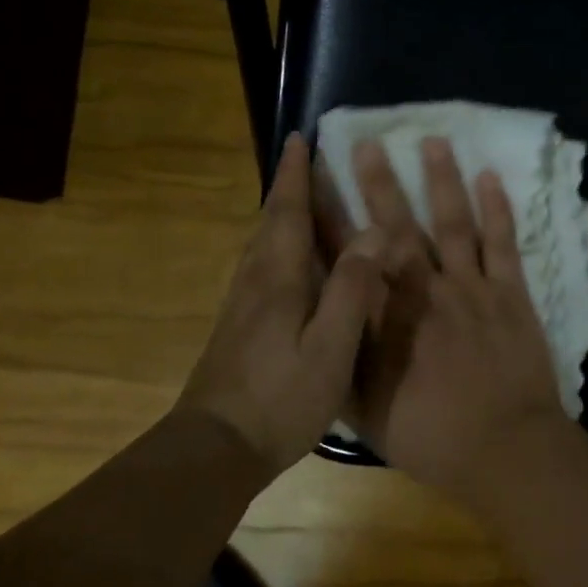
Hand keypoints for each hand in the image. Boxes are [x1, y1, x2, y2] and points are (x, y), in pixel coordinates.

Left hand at [175, 133, 387, 475]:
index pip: (286, 212)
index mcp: (277, 278)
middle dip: (286, 188)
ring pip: (262, 246)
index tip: (298, 138)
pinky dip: (278, 246)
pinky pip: (262, 268)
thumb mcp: (329, 348)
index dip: (294, 175)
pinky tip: (292, 264)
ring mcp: (241, 306)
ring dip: (280, 215)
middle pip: (270, 223)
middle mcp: (254, 282)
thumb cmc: (279, 398)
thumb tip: (372, 232)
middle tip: (306, 161)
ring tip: (303, 201)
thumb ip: (351, 290)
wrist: (214, 448)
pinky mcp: (238, 328)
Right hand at [340, 136, 567, 505]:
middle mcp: (423, 290)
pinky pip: (502, 243)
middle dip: (379, 182)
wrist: (505, 449)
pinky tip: (490, 176)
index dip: (329, 217)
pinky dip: (497, 208)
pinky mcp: (510, 293)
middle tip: (366, 142)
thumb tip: (324, 317)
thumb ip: (344, 358)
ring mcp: (470, 287)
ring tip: (433, 139)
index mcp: (385, 318)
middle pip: (396, 227)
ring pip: (452, 222)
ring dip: (441, 179)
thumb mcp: (366, 409)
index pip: (349, 257)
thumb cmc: (431, 436)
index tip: (315, 181)